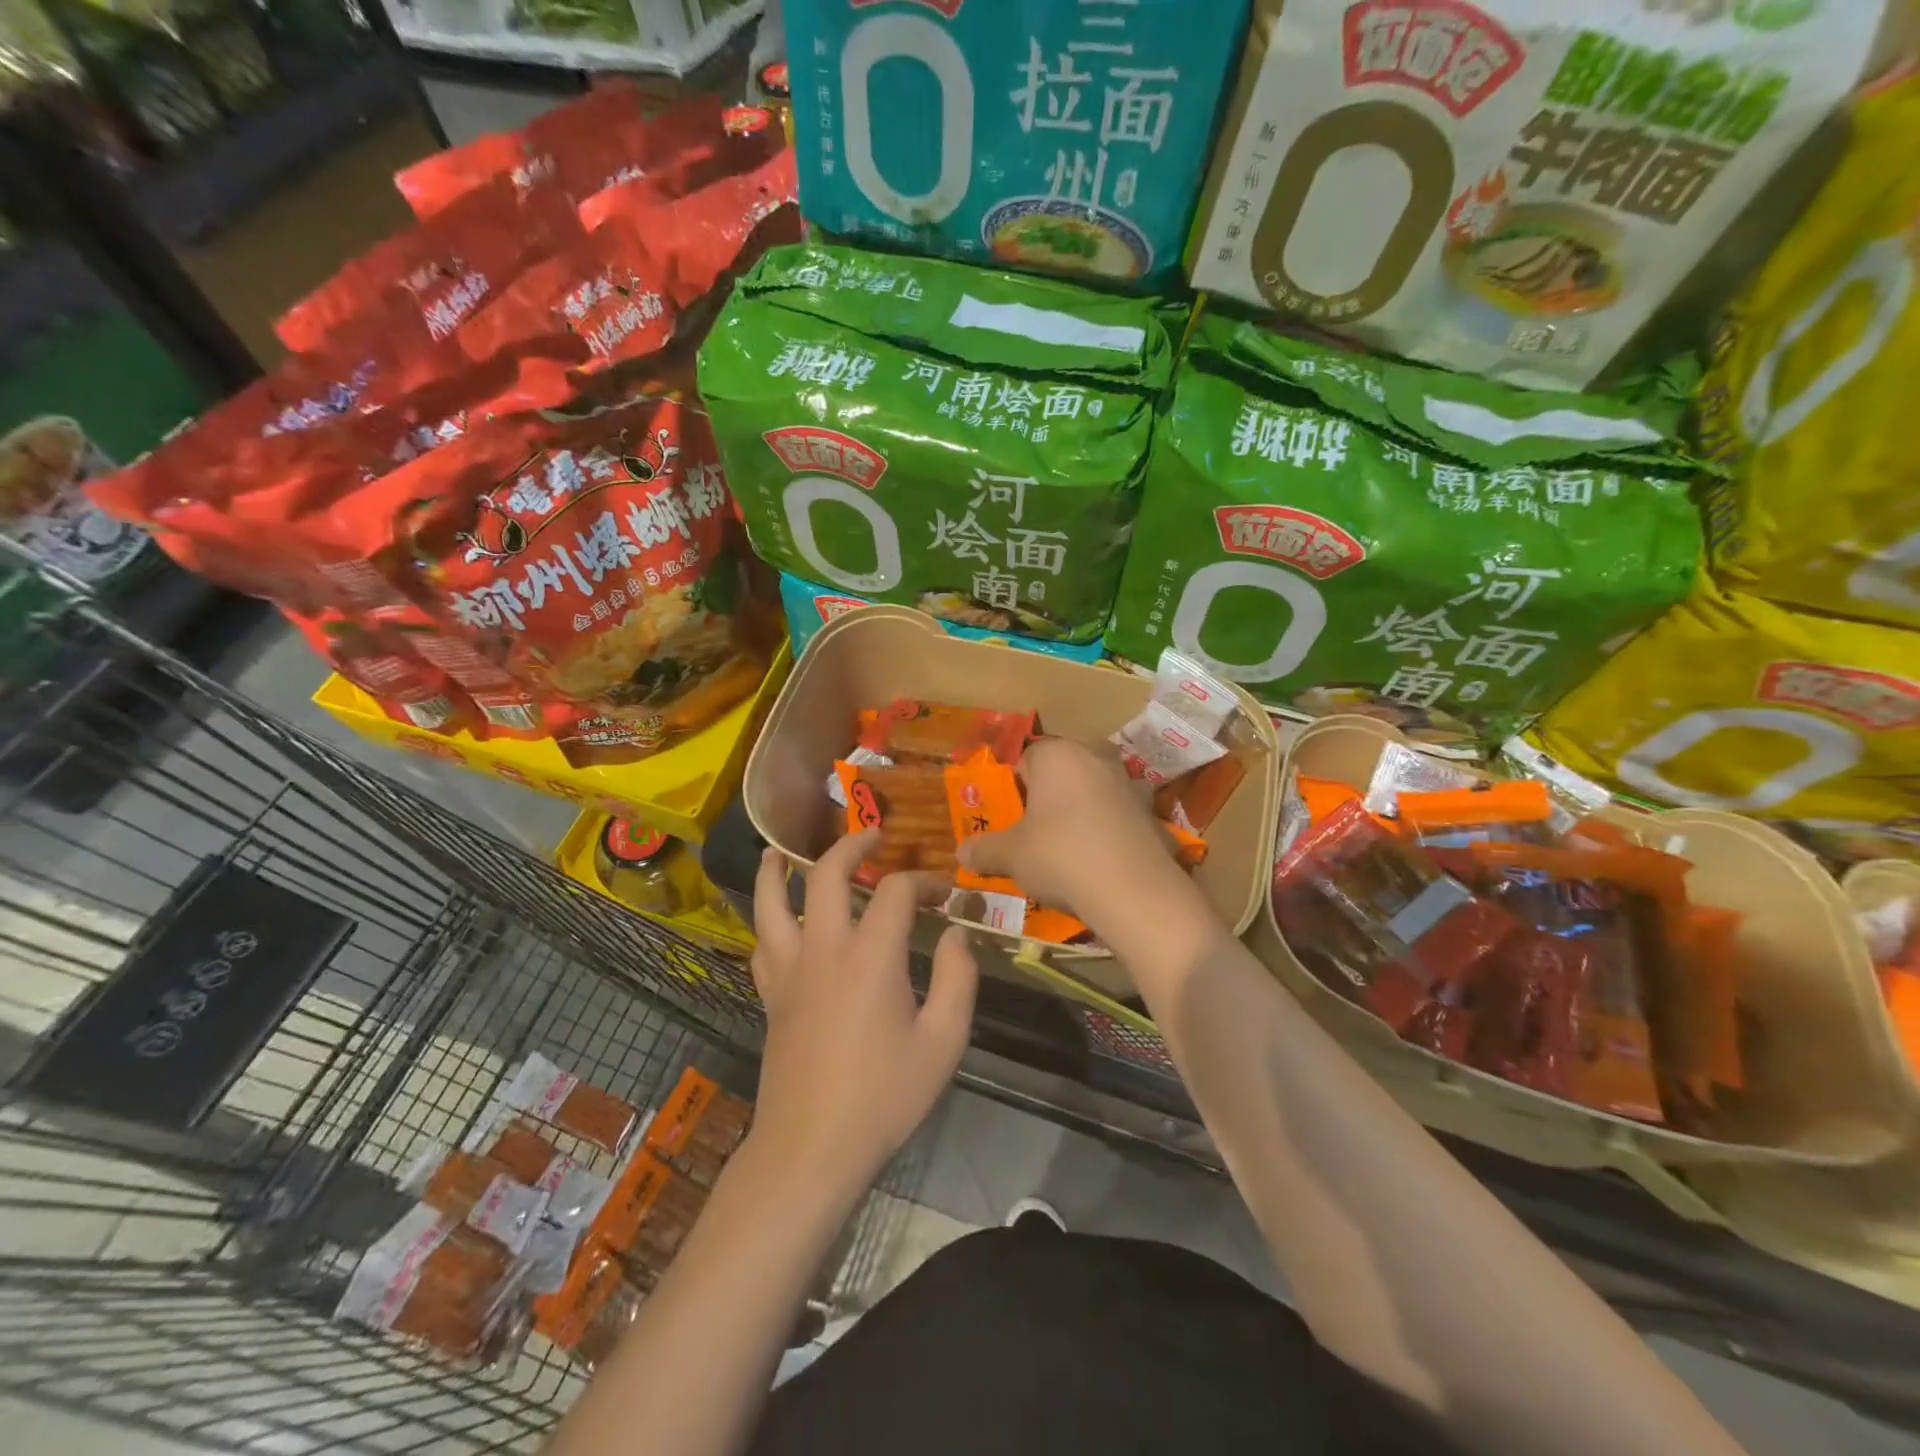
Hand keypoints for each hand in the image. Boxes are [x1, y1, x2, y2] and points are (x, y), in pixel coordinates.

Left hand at [747, 830, 977, 1191]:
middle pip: (826, 874)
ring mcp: (789, 970)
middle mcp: (824, 948)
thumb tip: (958, 934)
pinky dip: (765, 918)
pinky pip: (761, 942)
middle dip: (851, 847)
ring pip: (771, 901)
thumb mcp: (944, 1042)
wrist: (811, 1149)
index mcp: (871, 955)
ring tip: (779, 851)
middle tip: (872, 838)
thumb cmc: (884, 1096)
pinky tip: (774, 917)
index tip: (943, 893)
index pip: (895, 891)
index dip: (923, 881)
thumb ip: (958, 979)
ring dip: (777, 869)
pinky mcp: (770, 995)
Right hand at [956, 737, 1188, 930]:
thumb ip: (984, 850)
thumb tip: (961, 853)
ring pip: (1093, 790)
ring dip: (1081, 809)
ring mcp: (1129, 783)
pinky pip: (1119, 815)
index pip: (1026, 759)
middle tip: (1036, 831)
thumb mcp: (1011, 856)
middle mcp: (1095, 757)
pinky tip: (1100, 860)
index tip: (1010, 819)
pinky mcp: (1152, 812)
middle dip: (1050, 795)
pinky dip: (1108, 829)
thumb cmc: (1060, 856)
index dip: (1014, 789)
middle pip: (1063, 771)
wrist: (1134, 892)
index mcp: (1058, 754)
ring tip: (1068, 847)